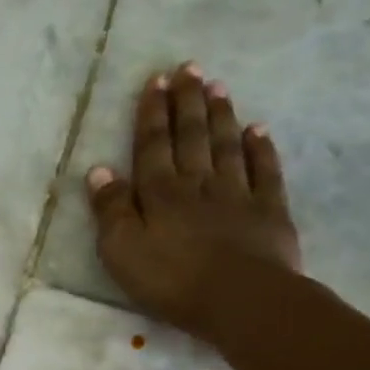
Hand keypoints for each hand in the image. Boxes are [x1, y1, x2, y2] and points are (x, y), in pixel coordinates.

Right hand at [87, 64, 301, 338]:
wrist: (241, 300)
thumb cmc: (171, 280)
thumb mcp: (121, 251)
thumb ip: (111, 210)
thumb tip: (100, 170)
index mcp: (160, 193)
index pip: (152, 145)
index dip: (152, 113)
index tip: (155, 81)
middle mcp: (198, 184)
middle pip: (191, 136)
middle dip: (187, 102)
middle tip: (188, 69)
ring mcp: (237, 195)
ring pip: (226, 146)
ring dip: (220, 116)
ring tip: (218, 87)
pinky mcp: (269, 212)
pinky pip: (265, 171)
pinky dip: (261, 148)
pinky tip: (258, 129)